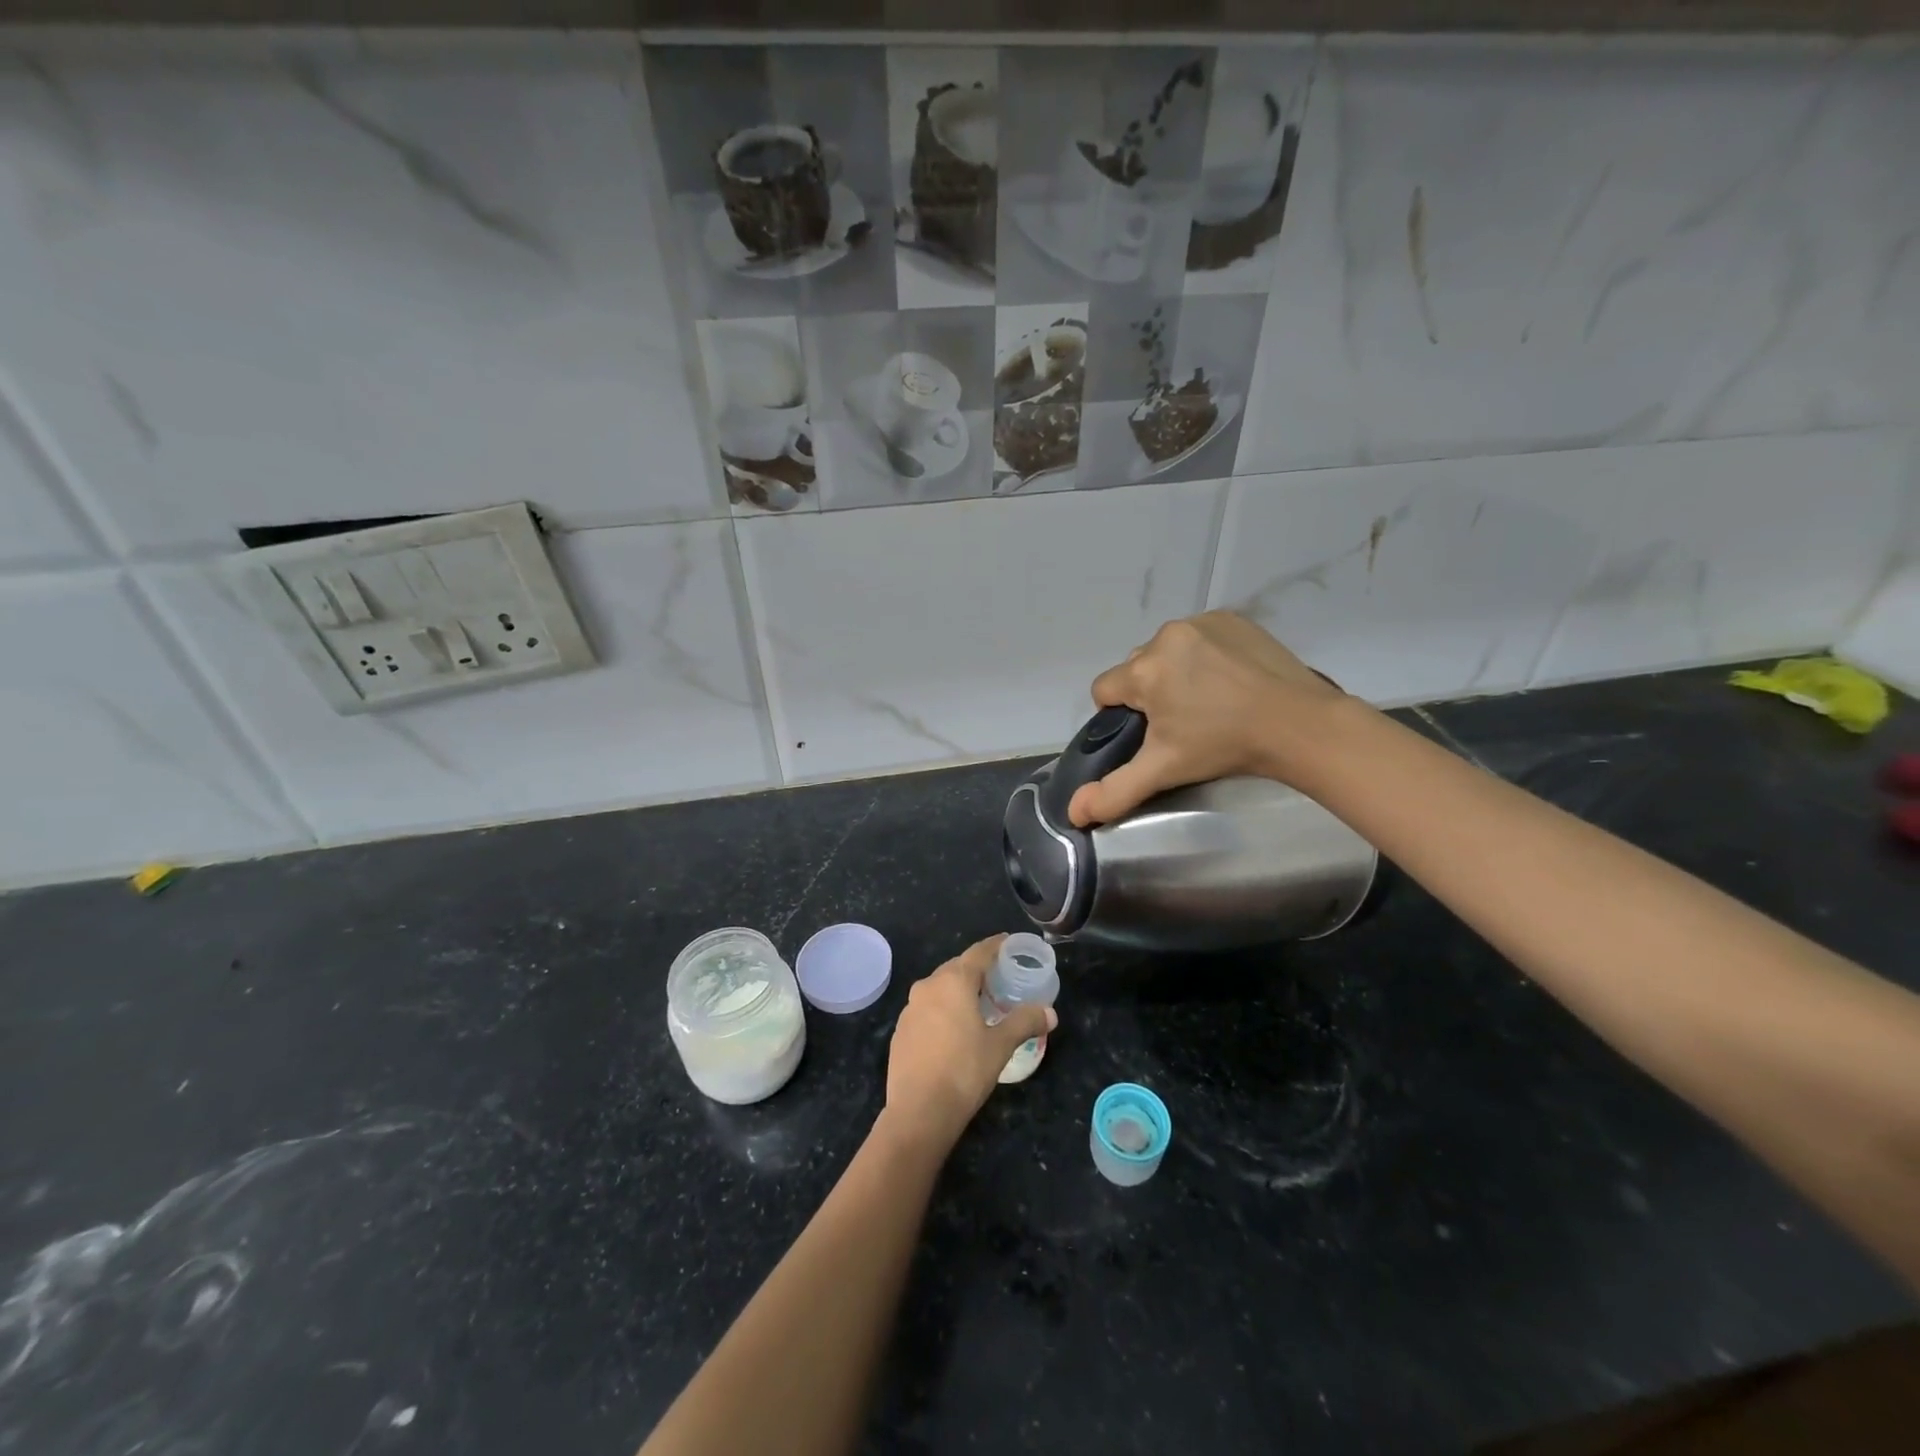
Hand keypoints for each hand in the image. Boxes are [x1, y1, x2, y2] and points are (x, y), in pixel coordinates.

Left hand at [882, 934, 1056, 1149]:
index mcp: (953, 981)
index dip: (995, 945)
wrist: (918, 1112)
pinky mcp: (900, 1031)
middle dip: (978, 969)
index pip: (978, 952)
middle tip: (999, 976)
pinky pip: (927, 1009)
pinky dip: (943, 1010)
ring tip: (978, 1003)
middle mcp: (928, 986)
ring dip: (959, 990)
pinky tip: (954, 1029)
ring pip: (939, 988)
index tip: (1008, 941)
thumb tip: (1050, 1013)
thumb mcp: (1001, 1046)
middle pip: (957, 968)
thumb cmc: (964, 1070)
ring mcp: (910, 1009)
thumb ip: (1024, 1023)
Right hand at [1068, 612, 1346, 827]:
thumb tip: (1074, 813)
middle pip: (1136, 668)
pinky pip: (1198, 636)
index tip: (1152, 733)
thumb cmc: (1224, 746)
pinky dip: (1204, 654)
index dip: (1120, 715)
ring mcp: (1200, 622)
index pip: (1104, 690)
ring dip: (1175, 671)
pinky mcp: (1230, 618)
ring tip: (1208, 699)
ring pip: (1166, 650)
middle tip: (1183, 721)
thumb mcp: (1165, 770)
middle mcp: (1164, 637)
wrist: (1298, 724)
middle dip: (1150, 692)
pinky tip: (1228, 678)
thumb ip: (1115, 791)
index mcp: (1142, 671)